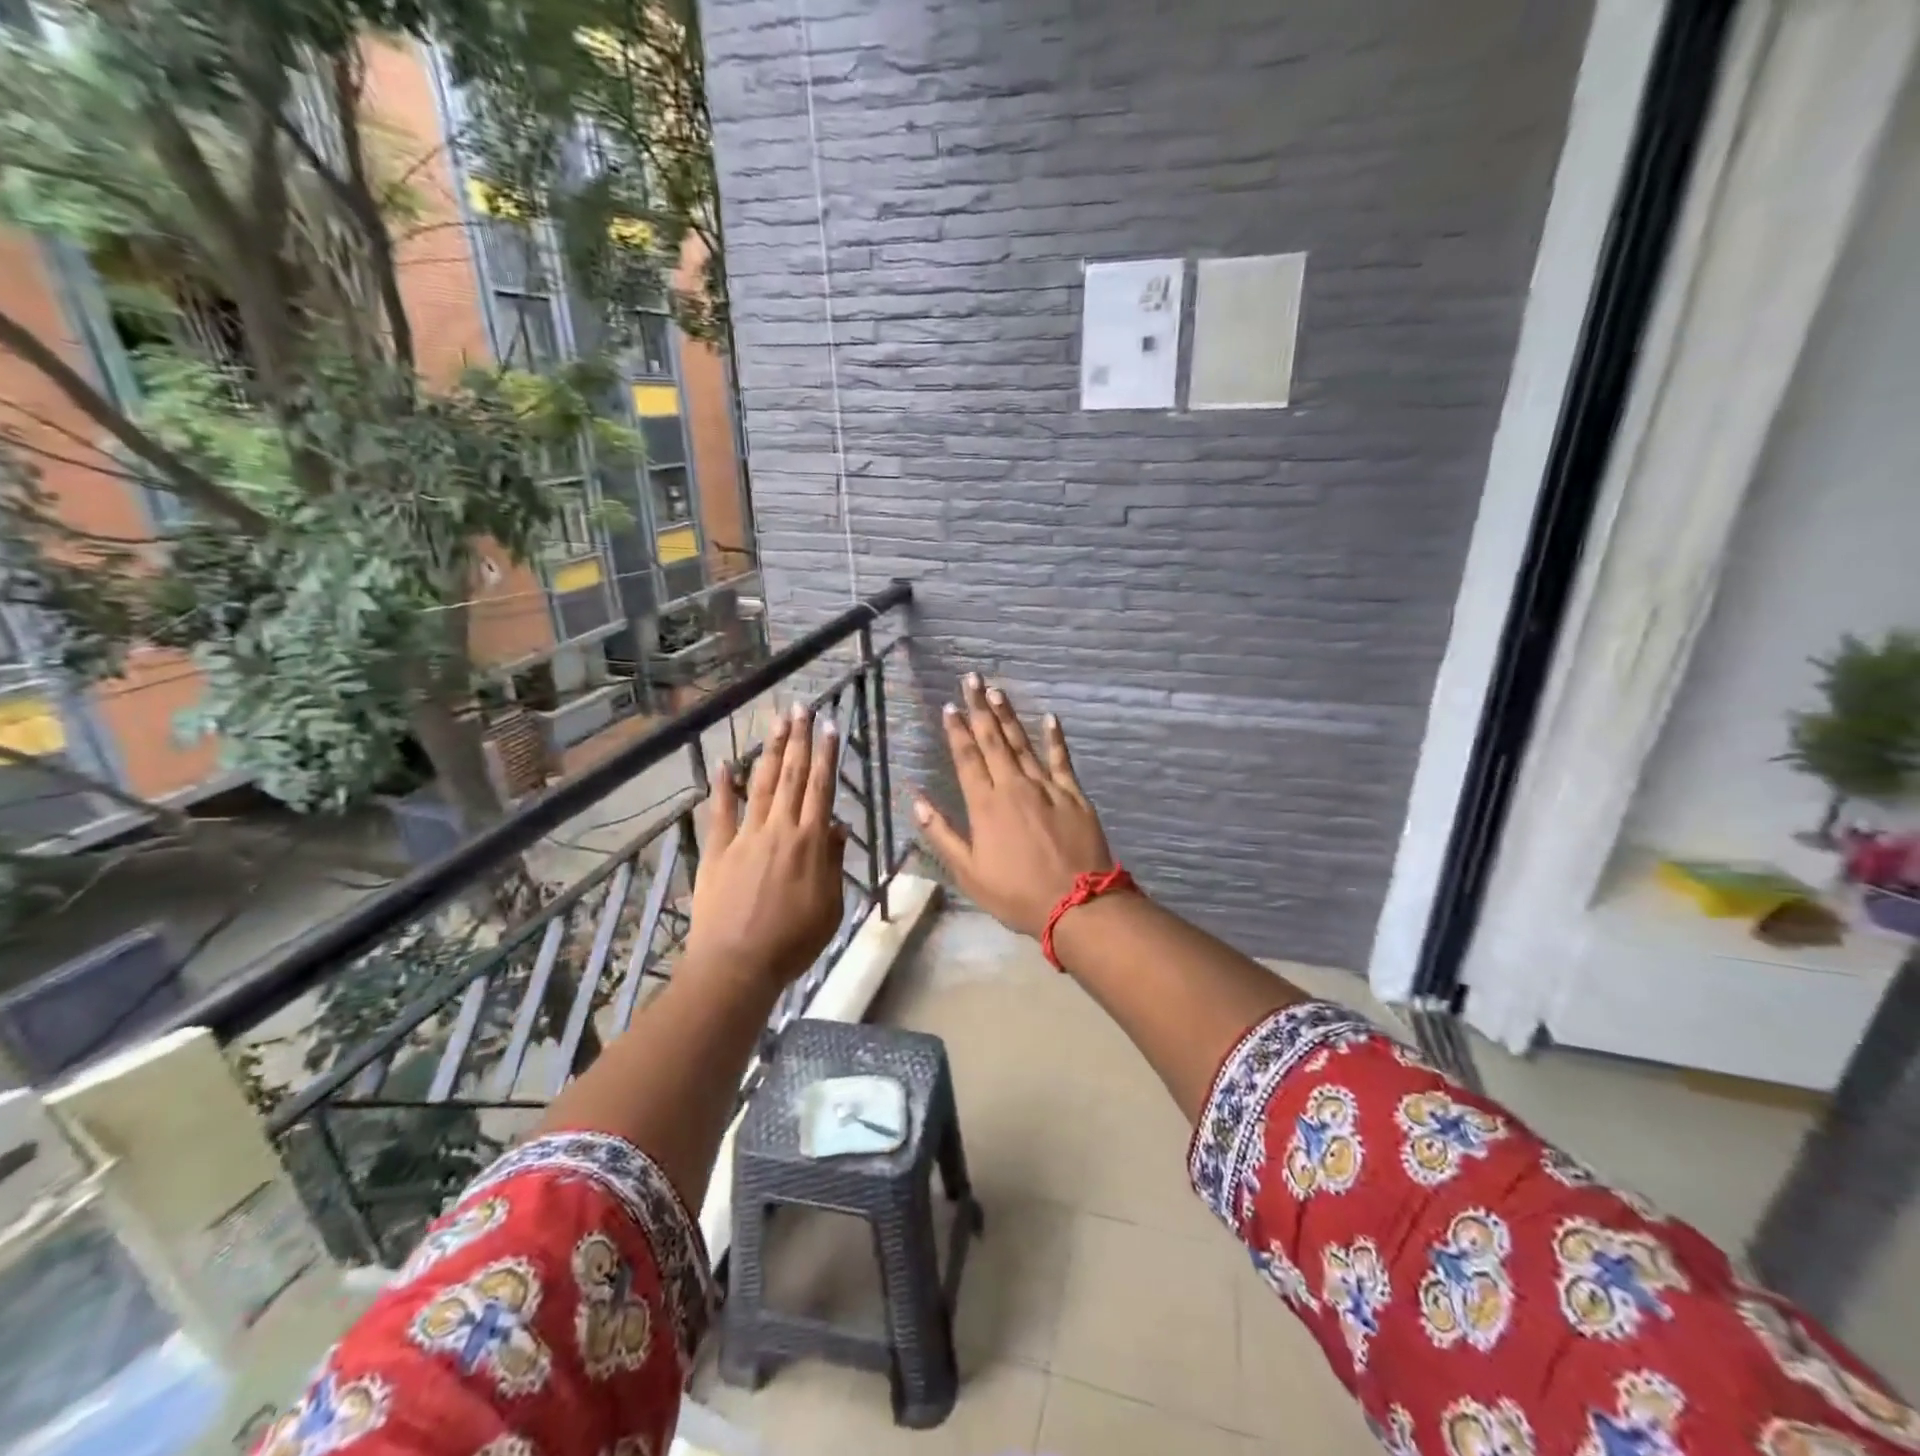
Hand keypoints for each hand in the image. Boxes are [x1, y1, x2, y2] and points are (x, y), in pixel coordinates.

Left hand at [687, 703, 848, 987]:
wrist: (737, 965)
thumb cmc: (792, 942)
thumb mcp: (830, 906)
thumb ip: (833, 863)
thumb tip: (836, 827)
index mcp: (810, 843)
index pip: (821, 789)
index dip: (826, 756)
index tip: (829, 727)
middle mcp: (779, 830)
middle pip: (791, 776)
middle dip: (798, 740)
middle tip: (801, 708)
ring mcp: (745, 837)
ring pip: (761, 785)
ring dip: (770, 752)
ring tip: (776, 722)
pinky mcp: (718, 851)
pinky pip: (720, 812)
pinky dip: (723, 786)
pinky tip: (725, 763)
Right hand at [913, 675, 1115, 938]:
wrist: (1076, 905)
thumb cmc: (1016, 894)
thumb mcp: (968, 873)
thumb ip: (942, 834)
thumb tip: (918, 801)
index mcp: (986, 805)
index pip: (967, 759)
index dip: (958, 731)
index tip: (950, 707)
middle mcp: (1014, 787)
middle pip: (994, 740)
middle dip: (980, 708)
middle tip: (972, 679)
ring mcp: (1046, 788)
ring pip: (1023, 744)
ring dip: (1009, 716)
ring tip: (998, 691)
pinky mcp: (1073, 795)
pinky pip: (1061, 760)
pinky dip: (1055, 738)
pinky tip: (1049, 718)